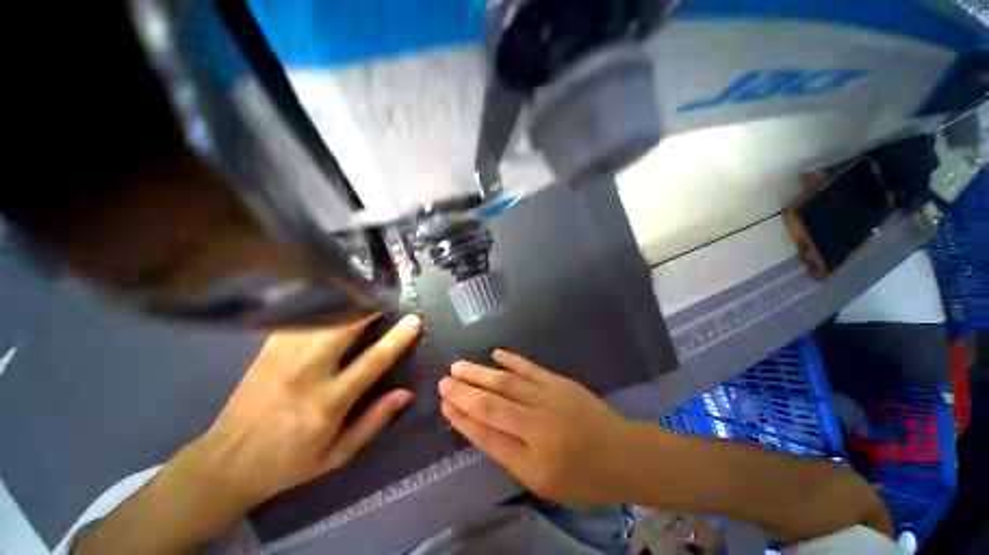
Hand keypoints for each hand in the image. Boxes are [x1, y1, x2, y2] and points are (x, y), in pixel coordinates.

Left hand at [189, 314, 421, 508]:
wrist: (226, 462)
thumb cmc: (288, 463)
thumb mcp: (336, 455)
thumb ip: (373, 421)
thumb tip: (405, 393)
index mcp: (327, 403)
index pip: (371, 361)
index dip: (396, 339)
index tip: (413, 320)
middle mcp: (306, 374)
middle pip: (344, 327)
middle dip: (370, 307)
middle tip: (388, 298)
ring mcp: (282, 358)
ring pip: (322, 317)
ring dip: (349, 303)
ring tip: (367, 295)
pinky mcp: (267, 350)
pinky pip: (301, 318)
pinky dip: (322, 306)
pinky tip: (334, 301)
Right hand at [438, 350, 643, 504]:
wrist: (624, 455)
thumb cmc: (583, 478)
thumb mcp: (543, 482)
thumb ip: (509, 454)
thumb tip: (479, 427)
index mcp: (533, 461)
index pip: (486, 435)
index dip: (462, 419)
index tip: (444, 404)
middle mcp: (538, 427)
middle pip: (492, 405)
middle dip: (464, 392)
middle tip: (443, 380)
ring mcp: (550, 399)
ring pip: (507, 382)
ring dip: (480, 372)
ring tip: (459, 365)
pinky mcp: (560, 383)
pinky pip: (530, 368)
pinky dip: (511, 360)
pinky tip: (496, 353)